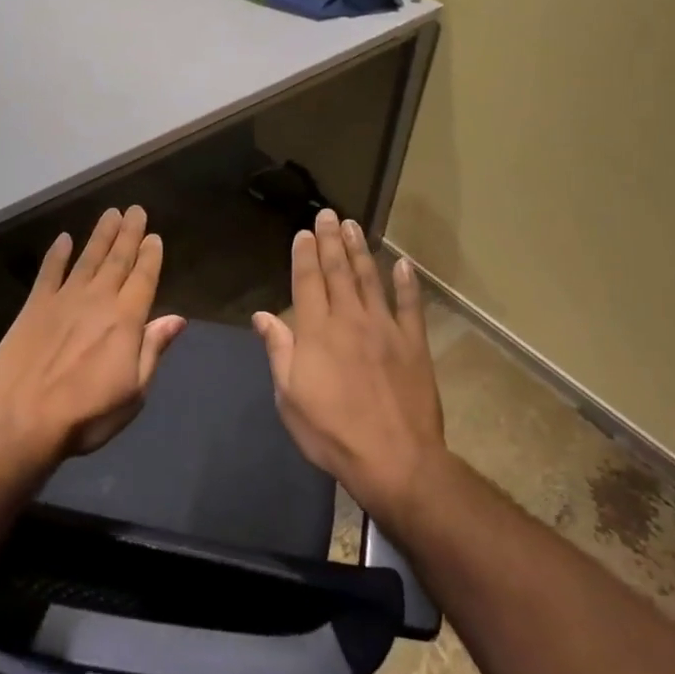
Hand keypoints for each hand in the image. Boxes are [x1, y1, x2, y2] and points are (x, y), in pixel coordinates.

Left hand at [0, 206, 185, 465]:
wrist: (21, 420)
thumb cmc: (86, 414)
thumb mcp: (133, 392)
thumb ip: (153, 349)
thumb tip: (177, 318)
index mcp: (126, 320)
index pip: (143, 278)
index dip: (150, 256)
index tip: (154, 235)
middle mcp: (98, 300)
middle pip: (117, 259)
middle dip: (129, 233)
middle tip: (136, 209)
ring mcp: (64, 299)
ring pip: (88, 258)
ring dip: (101, 235)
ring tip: (111, 213)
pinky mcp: (35, 306)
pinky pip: (49, 272)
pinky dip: (57, 254)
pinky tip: (64, 238)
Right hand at [254, 210, 445, 525]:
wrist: (394, 459)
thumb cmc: (331, 432)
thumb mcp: (289, 397)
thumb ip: (278, 350)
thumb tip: (261, 315)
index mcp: (316, 331)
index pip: (307, 282)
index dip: (304, 255)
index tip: (304, 232)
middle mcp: (349, 319)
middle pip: (338, 271)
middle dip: (331, 241)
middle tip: (329, 215)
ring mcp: (384, 328)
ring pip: (370, 279)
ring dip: (360, 251)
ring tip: (354, 226)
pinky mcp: (413, 343)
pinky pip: (410, 306)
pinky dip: (406, 283)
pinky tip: (403, 264)